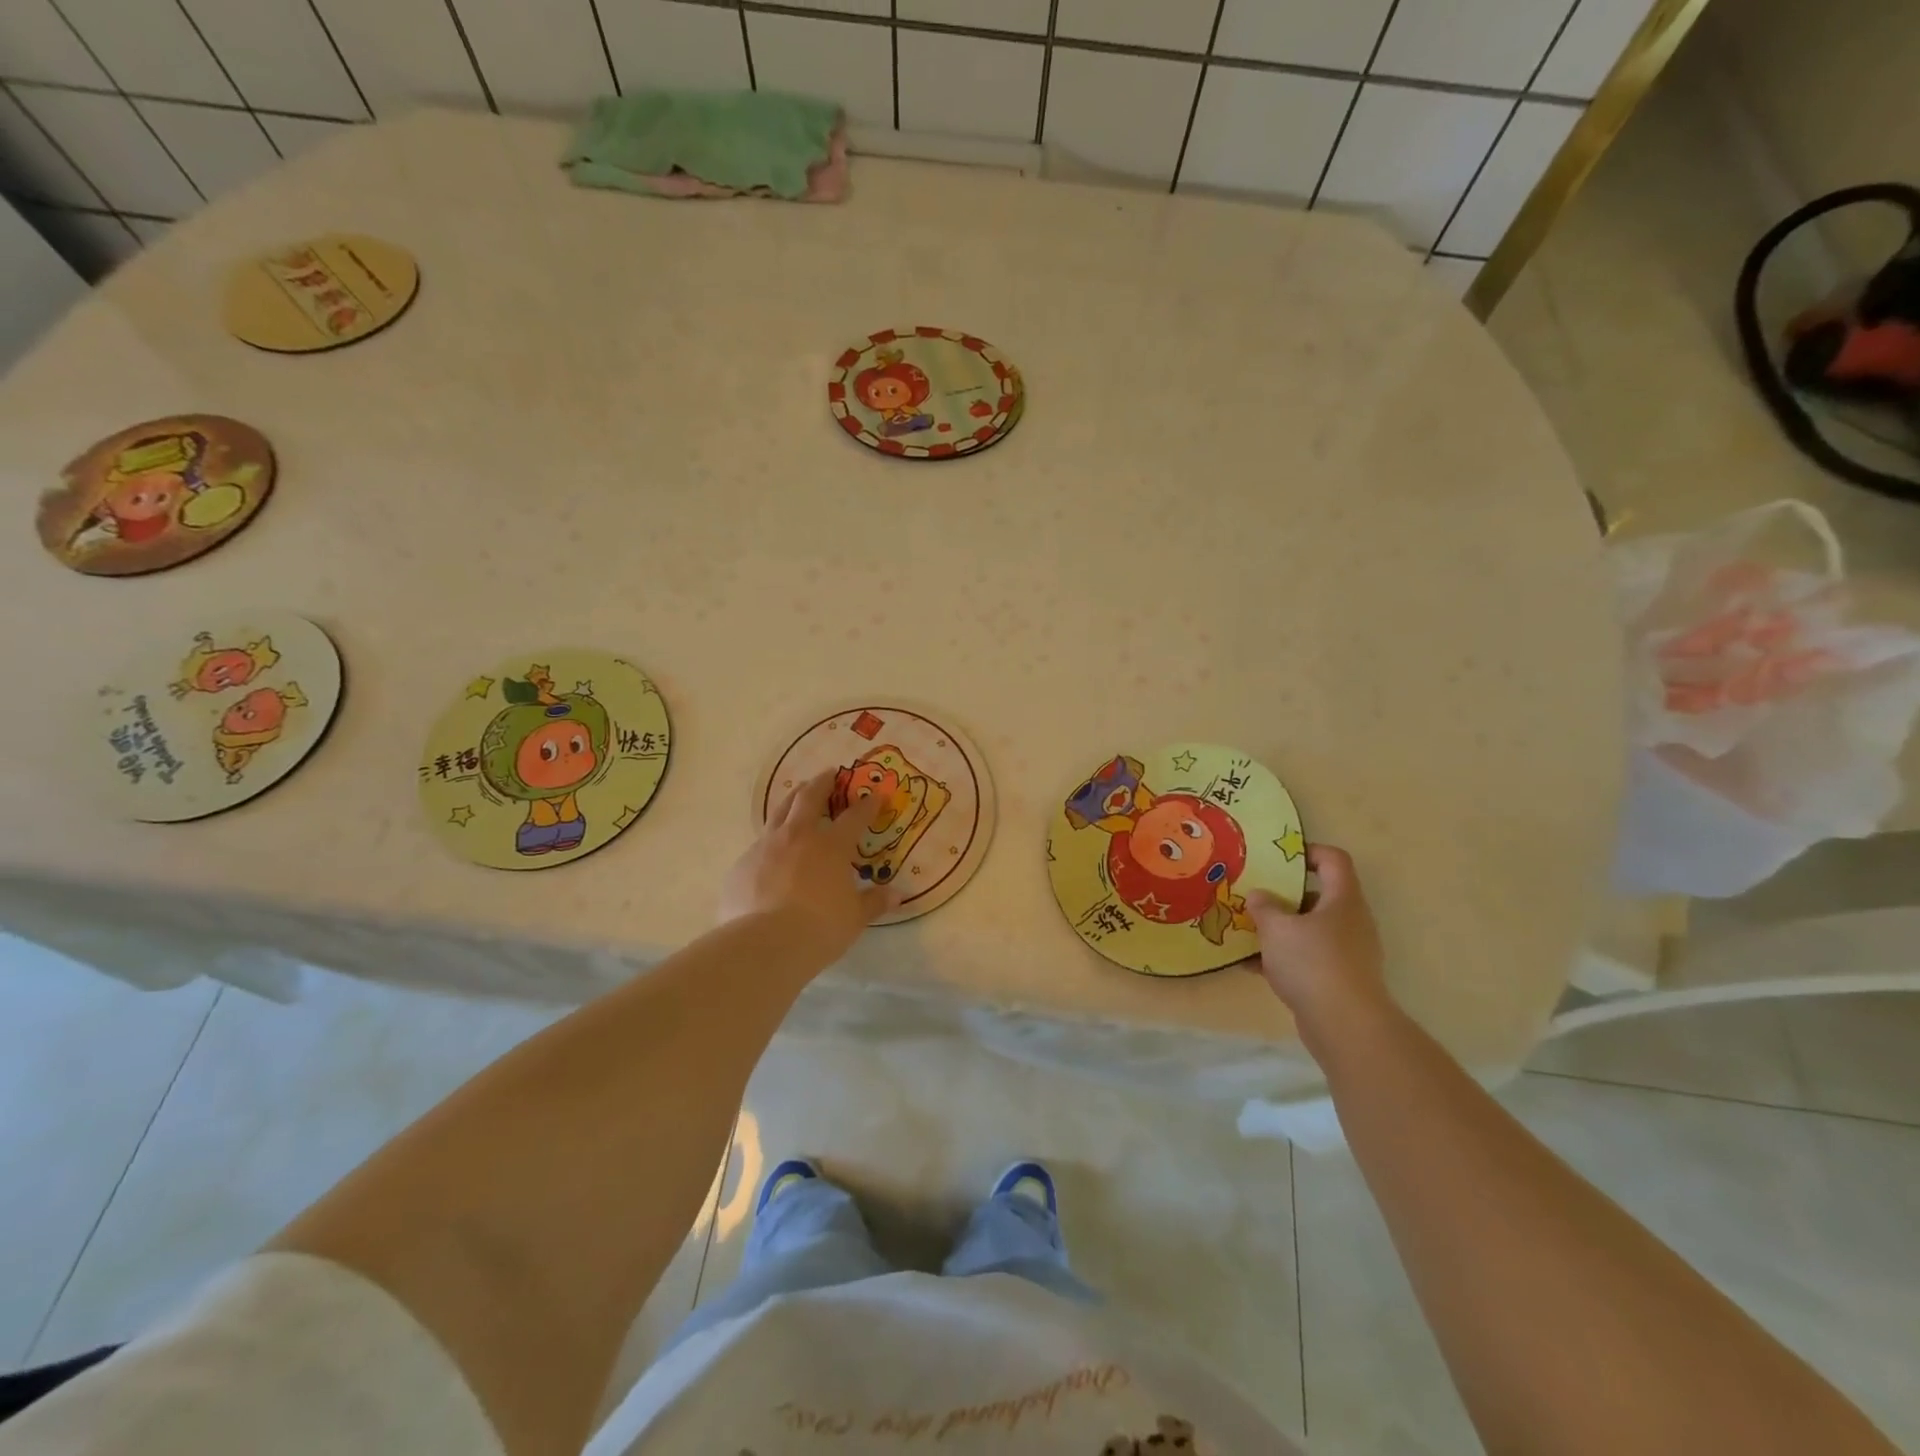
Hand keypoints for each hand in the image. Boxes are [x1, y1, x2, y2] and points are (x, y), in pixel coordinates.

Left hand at [720, 770, 893, 964]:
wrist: (764, 944)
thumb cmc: (820, 928)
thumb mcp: (854, 918)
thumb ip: (874, 902)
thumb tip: (897, 896)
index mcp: (831, 846)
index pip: (855, 817)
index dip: (868, 805)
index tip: (877, 794)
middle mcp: (798, 837)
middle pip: (809, 798)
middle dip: (821, 783)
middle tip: (828, 774)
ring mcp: (766, 847)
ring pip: (779, 812)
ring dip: (792, 799)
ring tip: (797, 793)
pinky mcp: (742, 865)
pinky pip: (759, 844)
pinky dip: (771, 841)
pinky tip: (771, 852)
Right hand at [1246, 844, 1391, 1048]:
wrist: (1345, 1026)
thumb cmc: (1312, 963)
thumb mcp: (1276, 928)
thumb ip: (1263, 907)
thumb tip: (1259, 896)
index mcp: (1343, 900)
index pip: (1334, 860)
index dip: (1307, 852)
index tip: (1278, 859)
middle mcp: (1351, 922)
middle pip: (1319, 896)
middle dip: (1284, 896)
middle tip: (1255, 896)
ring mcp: (1348, 953)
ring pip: (1310, 929)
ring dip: (1281, 929)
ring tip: (1248, 930)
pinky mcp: (1339, 980)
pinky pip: (1308, 958)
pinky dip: (1283, 958)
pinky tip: (1252, 965)